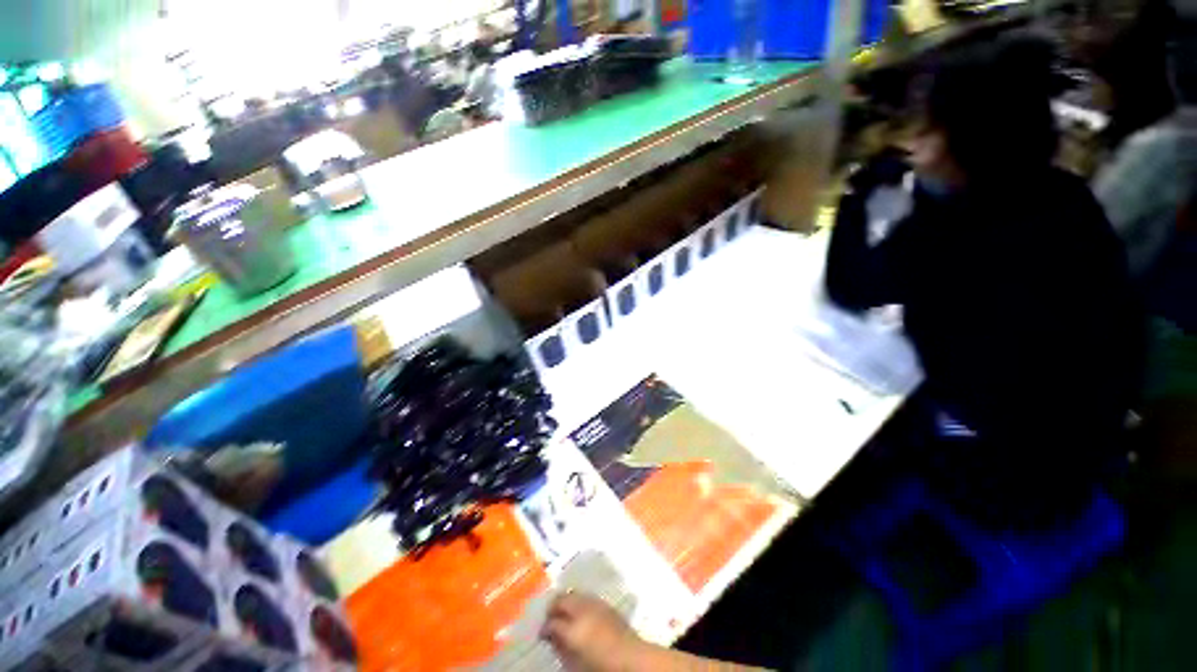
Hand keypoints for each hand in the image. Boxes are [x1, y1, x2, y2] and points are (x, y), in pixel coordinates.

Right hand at [540, 591, 647, 671]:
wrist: (631, 658)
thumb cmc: (601, 664)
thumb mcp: (575, 660)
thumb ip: (561, 646)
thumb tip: (551, 637)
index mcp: (573, 627)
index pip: (551, 621)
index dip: (544, 627)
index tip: (541, 633)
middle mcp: (583, 608)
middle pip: (562, 599)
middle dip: (554, 607)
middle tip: (549, 618)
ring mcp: (595, 602)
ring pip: (574, 594)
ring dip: (567, 601)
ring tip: (563, 613)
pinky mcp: (606, 603)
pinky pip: (587, 597)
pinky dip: (580, 601)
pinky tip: (580, 612)